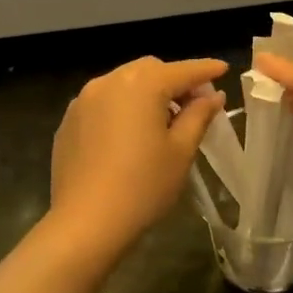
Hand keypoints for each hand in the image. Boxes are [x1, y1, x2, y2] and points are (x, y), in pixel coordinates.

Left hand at [50, 56, 226, 248]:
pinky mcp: (69, 121)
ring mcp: (83, 100)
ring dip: (146, 93)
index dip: (206, 70)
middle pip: (150, 70)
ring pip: (123, 84)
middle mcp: (109, 82)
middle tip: (194, 105)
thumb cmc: (143, 185)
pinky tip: (129, 135)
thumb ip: (198, 115)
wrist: (86, 222)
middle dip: (174, 80)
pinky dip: (122, 107)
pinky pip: (103, 103)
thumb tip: (212, 96)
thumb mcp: (181, 151)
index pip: (183, 71)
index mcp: (142, 85)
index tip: (223, 69)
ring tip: (162, 121)